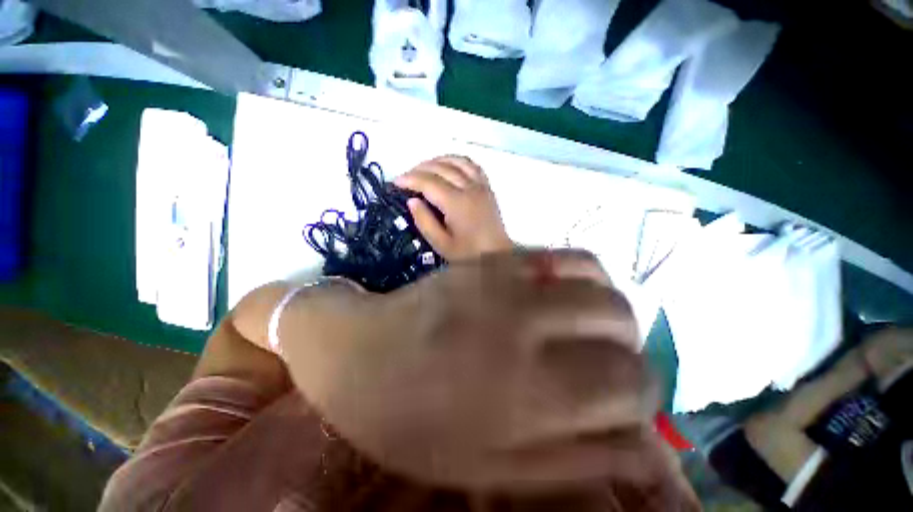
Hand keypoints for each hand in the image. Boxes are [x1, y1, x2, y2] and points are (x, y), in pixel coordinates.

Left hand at [280, 250, 668, 491]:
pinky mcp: (489, 259)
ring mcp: (504, 280)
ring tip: (584, 325)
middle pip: (620, 318)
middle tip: (603, 360)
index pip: (632, 381)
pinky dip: (576, 275)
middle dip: (626, 345)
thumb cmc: (414, 421)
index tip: (626, 401)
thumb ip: (575, 457)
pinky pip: (557, 255)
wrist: (360, 354)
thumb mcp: (490, 469)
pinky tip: (558, 294)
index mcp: (527, 391)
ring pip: (596, 277)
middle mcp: (524, 323)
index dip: (642, 392)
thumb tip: (639, 443)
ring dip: (605, 306)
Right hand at [395, 156, 512, 260]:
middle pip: (441, 168)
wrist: (497, 256)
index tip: (395, 182)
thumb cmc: (468, 254)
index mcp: (456, 203)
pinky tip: (449, 165)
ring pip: (457, 161)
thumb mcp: (441, 244)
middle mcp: (469, 188)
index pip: (428, 182)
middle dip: (419, 168)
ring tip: (424, 168)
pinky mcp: (487, 188)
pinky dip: (457, 161)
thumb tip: (412, 200)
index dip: (410, 179)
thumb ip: (424, 221)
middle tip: (406, 177)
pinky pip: (472, 165)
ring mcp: (481, 186)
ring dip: (438, 160)